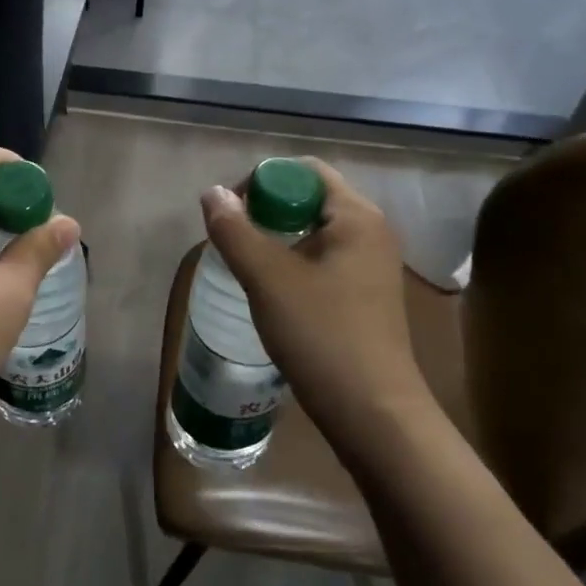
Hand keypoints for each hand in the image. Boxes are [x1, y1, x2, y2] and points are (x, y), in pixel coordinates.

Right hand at [200, 159, 429, 431]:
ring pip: (313, 231)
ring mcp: (371, 266)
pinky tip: (271, 291)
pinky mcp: (365, 295)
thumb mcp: (268, 279)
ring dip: (275, 238)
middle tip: (233, 239)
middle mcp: (371, 232)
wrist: (373, 414)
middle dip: (265, 210)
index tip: (231, 213)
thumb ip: (235, 231)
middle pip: (308, 198)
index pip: (303, 171)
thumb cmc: (322, 336)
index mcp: (357, 217)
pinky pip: (322, 259)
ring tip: (246, 265)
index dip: (261, 181)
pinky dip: (292, 262)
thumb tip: (212, 193)